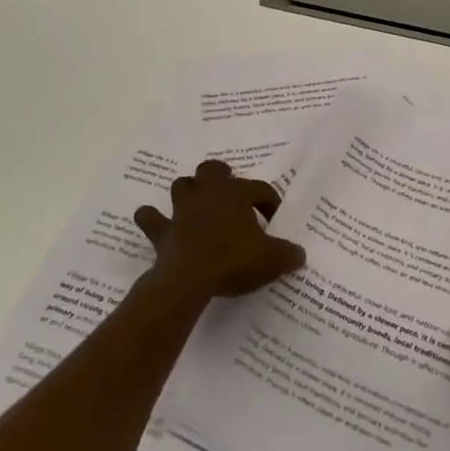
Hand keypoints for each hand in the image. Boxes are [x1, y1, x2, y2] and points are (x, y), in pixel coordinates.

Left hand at [134, 160, 305, 301]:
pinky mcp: (162, 231)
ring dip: (189, 193)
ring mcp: (181, 210)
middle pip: (211, 170)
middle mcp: (207, 194)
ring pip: (181, 185)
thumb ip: (288, 254)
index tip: (274, 221)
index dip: (270, 202)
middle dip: (220, 177)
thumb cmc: (234, 261)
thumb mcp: (272, 260)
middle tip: (230, 194)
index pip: (259, 188)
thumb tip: (299, 254)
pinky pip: (150, 218)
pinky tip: (157, 224)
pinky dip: (152, 219)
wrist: (189, 279)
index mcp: (236, 194)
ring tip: (198, 206)